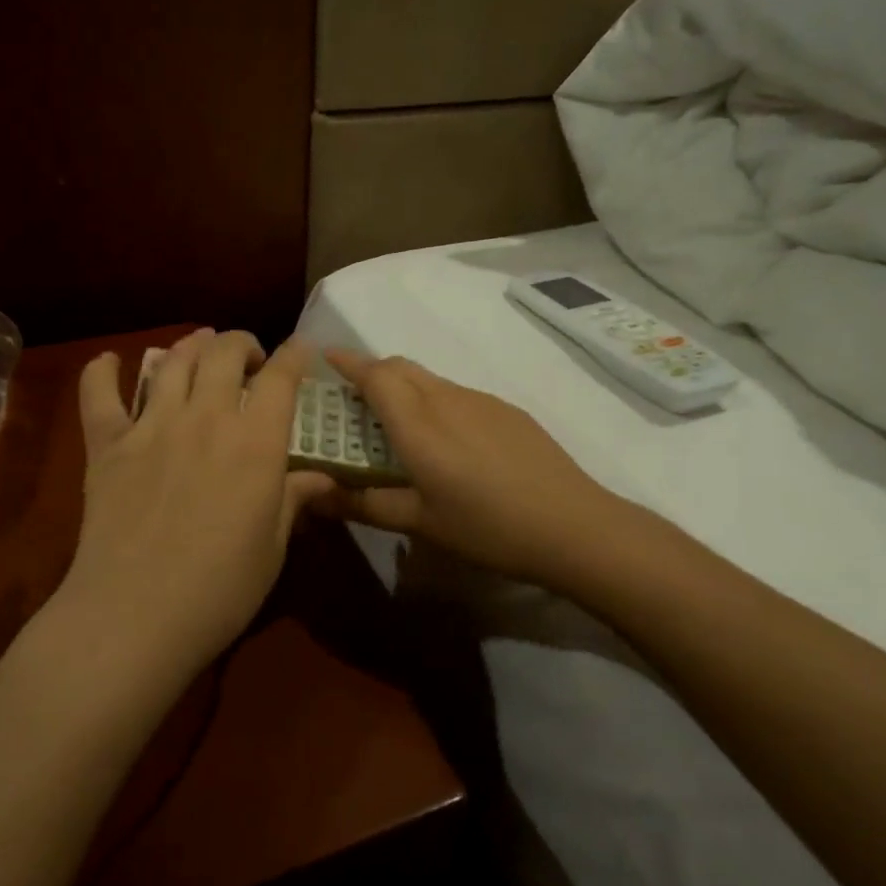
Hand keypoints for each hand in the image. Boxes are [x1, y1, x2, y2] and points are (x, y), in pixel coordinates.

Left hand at [62, 330, 336, 676]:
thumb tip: (323, 477)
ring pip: (171, 361)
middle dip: (242, 343)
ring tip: (199, 348)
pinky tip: (109, 362)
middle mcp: (206, 418)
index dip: (295, 354)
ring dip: (190, 346)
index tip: (302, 348)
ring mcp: (151, 426)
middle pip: (224, 353)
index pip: (282, 377)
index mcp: (255, 442)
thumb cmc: (220, 589)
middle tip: (249, 359)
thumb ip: (295, 500)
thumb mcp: (273, 547)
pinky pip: (99, 395)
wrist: (135, 615)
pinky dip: (101, 371)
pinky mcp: (107, 445)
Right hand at [316, 350, 619, 589]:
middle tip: (354, 402)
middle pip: (400, 367)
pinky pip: (457, 393)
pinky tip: (449, 443)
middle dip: (372, 372)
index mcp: (418, 423)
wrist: (573, 525)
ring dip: (404, 388)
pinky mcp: (507, 410)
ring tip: (398, 427)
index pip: (375, 374)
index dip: (348, 362)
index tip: (326, 358)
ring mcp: (481, 400)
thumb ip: (363, 503)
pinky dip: (435, 402)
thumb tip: (313, 495)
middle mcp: (446, 399)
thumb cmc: (487, 527)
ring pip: (430, 379)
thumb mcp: (419, 522)